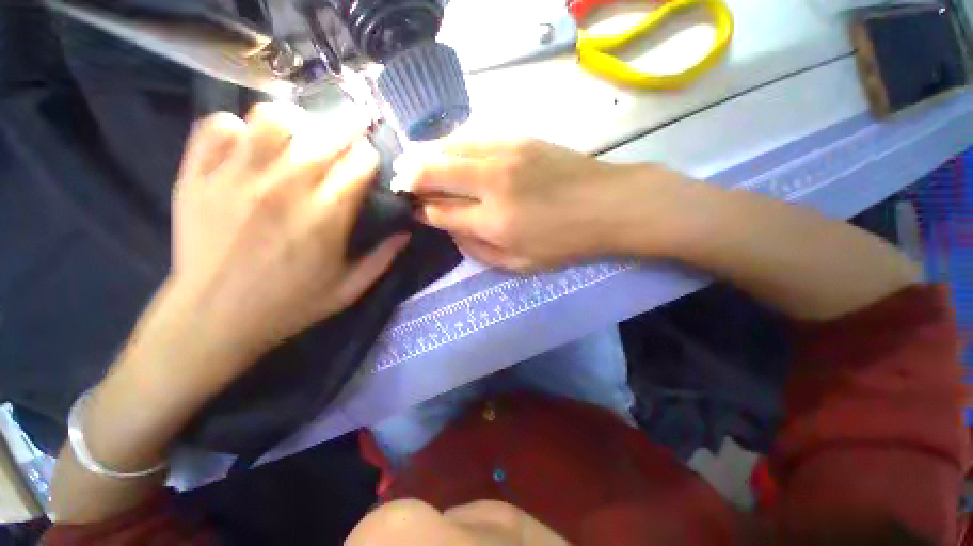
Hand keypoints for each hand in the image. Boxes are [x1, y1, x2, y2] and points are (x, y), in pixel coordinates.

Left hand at [170, 102, 408, 364]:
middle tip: (352, 127)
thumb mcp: (349, 290)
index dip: (370, 157)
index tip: (369, 164)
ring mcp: (236, 177)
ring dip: (294, 122)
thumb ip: (383, 259)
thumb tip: (406, 232)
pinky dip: (237, 128)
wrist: (214, 319)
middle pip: (325, 134)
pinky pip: (217, 126)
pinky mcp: (198, 177)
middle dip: (348, 125)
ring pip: (271, 118)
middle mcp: (284, 188)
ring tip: (299, 135)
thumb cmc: (290, 305)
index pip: (360, 163)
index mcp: (326, 216)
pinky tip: (248, 145)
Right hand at [394, 137, 681, 270]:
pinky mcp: (518, 137)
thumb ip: (478, 250)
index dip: (423, 211)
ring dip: (425, 155)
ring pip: (448, 145)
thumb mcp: (519, 265)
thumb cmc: (565, 243)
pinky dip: (451, 144)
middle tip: (402, 182)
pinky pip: (472, 135)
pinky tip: (448, 152)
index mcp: (494, 221)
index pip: (441, 210)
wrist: (607, 205)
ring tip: (415, 164)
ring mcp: (505, 152)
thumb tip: (451, 229)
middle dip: (410, 176)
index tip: (415, 211)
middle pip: (433, 169)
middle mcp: (492, 182)